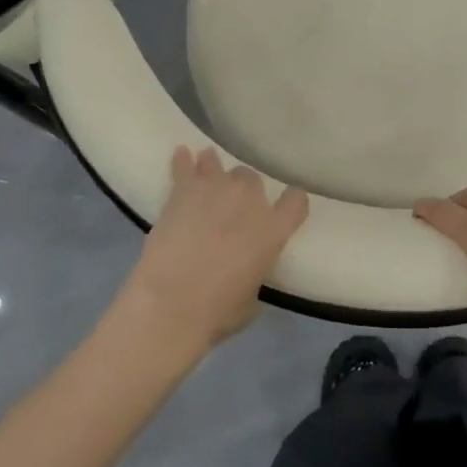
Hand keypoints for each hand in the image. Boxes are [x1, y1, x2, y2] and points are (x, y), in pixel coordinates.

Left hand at [119, 147, 308, 352]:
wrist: (170, 304)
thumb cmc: (217, 312)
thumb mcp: (252, 298)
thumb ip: (255, 271)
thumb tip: (246, 268)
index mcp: (274, 230)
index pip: (296, 201)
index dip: (291, 202)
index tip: (285, 207)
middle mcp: (249, 201)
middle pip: (252, 179)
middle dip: (244, 191)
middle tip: (233, 208)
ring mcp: (215, 189)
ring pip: (219, 165)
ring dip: (215, 172)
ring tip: (208, 175)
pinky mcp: (182, 191)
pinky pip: (185, 166)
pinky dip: (183, 161)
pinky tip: (182, 154)